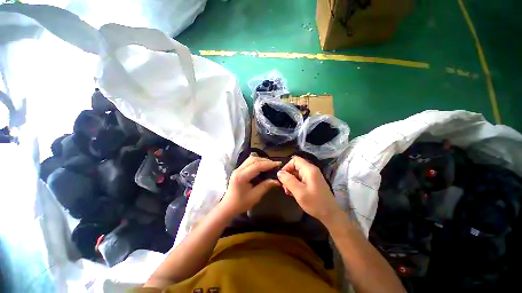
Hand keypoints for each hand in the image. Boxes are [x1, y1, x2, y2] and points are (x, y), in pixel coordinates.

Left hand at [221, 153, 280, 216]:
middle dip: (266, 161)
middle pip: (253, 160)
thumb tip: (277, 181)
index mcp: (241, 177)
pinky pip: (248, 161)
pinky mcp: (238, 169)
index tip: (278, 164)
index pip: (257, 166)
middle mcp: (238, 170)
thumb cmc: (241, 203)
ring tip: (270, 164)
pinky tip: (262, 165)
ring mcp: (237, 168)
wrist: (228, 206)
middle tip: (275, 164)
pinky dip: (257, 161)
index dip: (269, 164)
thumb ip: (266, 186)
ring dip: (261, 160)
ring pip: (251, 159)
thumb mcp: (255, 196)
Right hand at [277, 156, 341, 224]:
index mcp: (309, 169)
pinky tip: (294, 193)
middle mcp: (311, 170)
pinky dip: (295, 184)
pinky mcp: (312, 182)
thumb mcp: (299, 192)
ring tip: (289, 192)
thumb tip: (279, 172)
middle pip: (295, 167)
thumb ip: (288, 180)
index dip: (287, 167)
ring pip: (297, 173)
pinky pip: (301, 179)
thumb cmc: (315, 203)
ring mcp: (312, 176)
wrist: (331, 215)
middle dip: (288, 176)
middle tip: (285, 188)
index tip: (283, 178)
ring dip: (291, 181)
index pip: (295, 160)